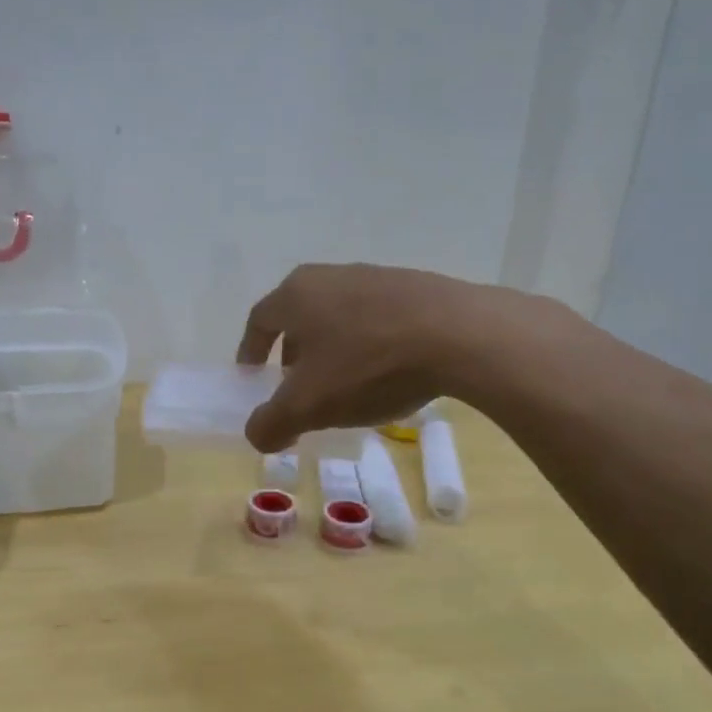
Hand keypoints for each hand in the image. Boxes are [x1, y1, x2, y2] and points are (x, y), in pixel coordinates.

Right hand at [235, 264, 504, 451]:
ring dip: (334, 349)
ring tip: (346, 384)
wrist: (460, 335)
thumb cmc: (368, 365)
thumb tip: (256, 435)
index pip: (259, 320)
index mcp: (297, 295)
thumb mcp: (309, 406)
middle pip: (300, 316)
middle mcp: (331, 276)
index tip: (252, 377)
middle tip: (298, 385)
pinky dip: (370, 345)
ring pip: (340, 316)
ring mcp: (376, 277)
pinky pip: (378, 319)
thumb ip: (273, 423)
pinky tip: (389, 373)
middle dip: (293, 353)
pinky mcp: (416, 287)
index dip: (250, 351)